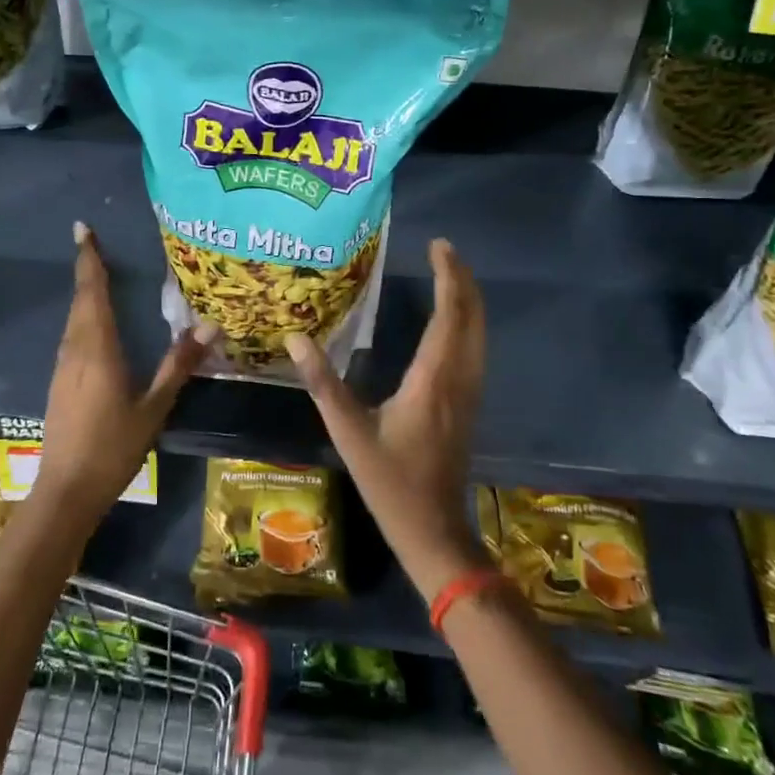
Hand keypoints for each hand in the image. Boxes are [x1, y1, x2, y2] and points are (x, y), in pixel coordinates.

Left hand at [37, 222, 215, 517]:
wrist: (66, 490)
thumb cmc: (112, 448)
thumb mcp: (153, 407)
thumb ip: (179, 365)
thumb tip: (210, 327)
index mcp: (97, 350)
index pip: (91, 293)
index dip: (89, 260)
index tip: (83, 230)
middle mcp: (75, 350)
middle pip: (79, 301)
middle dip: (86, 270)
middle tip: (93, 244)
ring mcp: (62, 367)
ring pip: (73, 320)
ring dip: (84, 294)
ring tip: (98, 275)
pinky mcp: (59, 383)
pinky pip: (72, 337)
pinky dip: (83, 318)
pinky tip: (94, 325)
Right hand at [285, 238, 486, 599]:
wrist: (432, 528)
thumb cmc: (390, 481)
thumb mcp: (349, 432)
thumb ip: (323, 383)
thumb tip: (295, 337)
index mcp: (433, 379)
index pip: (448, 315)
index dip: (448, 277)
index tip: (439, 246)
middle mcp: (459, 378)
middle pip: (472, 318)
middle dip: (463, 279)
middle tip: (444, 250)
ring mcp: (470, 393)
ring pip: (479, 334)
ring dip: (469, 300)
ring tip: (451, 274)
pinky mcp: (469, 404)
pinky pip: (476, 349)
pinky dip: (469, 323)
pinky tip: (454, 322)